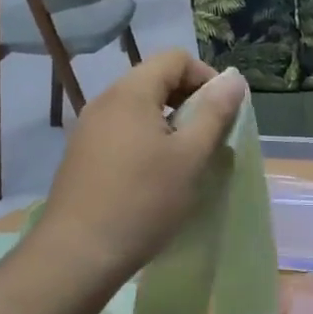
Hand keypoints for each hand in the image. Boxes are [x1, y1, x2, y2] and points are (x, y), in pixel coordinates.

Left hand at [35, 52, 245, 289]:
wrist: (78, 254)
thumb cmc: (143, 201)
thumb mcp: (190, 157)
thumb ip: (215, 113)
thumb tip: (234, 80)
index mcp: (130, 93)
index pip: (174, 59)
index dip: (206, 77)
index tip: (224, 112)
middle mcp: (104, 102)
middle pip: (155, 81)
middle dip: (189, 102)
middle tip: (210, 139)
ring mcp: (88, 130)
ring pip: (139, 110)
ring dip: (169, 125)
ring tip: (187, 161)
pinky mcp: (82, 157)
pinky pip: (122, 134)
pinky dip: (147, 143)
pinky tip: (156, 179)